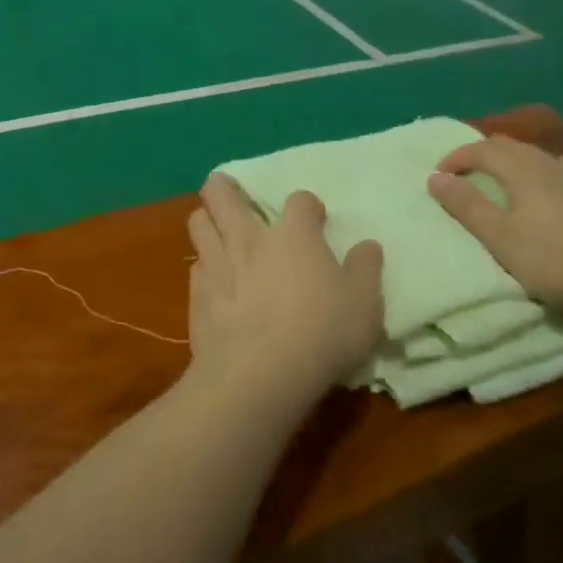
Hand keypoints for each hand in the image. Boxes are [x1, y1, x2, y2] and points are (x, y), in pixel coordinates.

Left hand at [186, 174, 383, 411]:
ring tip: (217, 230)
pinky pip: (195, 266)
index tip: (315, 218)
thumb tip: (367, 245)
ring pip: (197, 222)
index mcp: (293, 235)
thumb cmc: (321, 334)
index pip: (299, 200)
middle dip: (224, 186)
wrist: (258, 375)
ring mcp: (217, 264)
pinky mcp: (196, 295)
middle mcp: (249, 239)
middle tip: (232, 192)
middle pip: (222, 194)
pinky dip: (204, 266)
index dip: (308, 206)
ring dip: (206, 219)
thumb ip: (366, 269)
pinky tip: (214, 280)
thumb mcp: (364, 304)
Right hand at [428, 137, 562, 325]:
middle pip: (514, 146)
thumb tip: (434, 177)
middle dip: (485, 154)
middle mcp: (552, 165)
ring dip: (520, 161)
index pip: (483, 150)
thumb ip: (467, 206)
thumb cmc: (559, 260)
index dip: (458, 157)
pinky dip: (554, 173)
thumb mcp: (501, 239)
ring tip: (512, 178)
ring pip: (545, 156)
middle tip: (468, 172)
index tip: (439, 174)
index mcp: (523, 171)